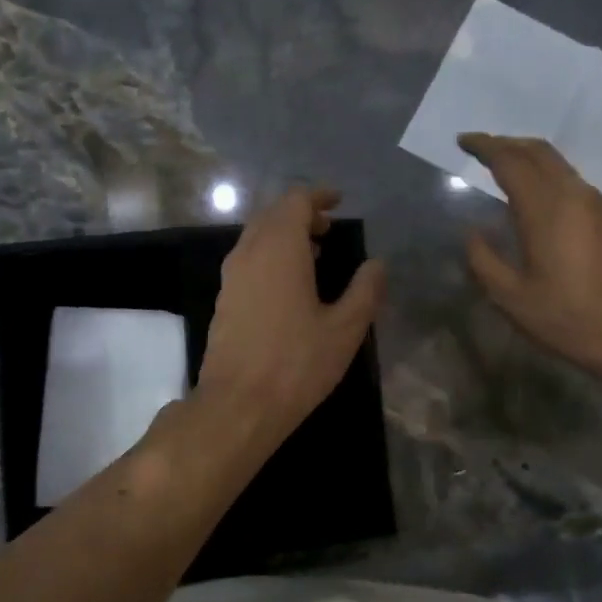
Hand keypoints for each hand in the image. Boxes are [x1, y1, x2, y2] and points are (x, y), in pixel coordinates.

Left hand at [198, 186, 386, 444]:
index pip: (295, 201)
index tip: (339, 202)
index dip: (319, 196)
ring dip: (283, 237)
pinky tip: (288, 286)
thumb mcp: (345, 329)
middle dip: (301, 214)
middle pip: (272, 215)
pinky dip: (269, 258)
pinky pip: (248, 262)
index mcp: (279, 248)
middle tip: (328, 229)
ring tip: (313, 255)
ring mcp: (230, 278)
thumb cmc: (297, 363)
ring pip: (256, 238)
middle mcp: (249, 253)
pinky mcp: (223, 302)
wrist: (238, 405)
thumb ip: (365, 290)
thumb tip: (377, 265)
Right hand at [459, 133, 601, 376]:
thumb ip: (484, 260)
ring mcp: (594, 204)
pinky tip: (534, 193)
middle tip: (481, 147)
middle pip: (538, 151)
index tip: (463, 141)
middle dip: (506, 143)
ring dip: (528, 156)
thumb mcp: (511, 297)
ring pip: (558, 163)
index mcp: (544, 209)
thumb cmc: (566, 316)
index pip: (510, 161)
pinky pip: (569, 179)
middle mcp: (571, 195)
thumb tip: (472, 233)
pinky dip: (545, 173)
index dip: (485, 146)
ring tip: (504, 165)